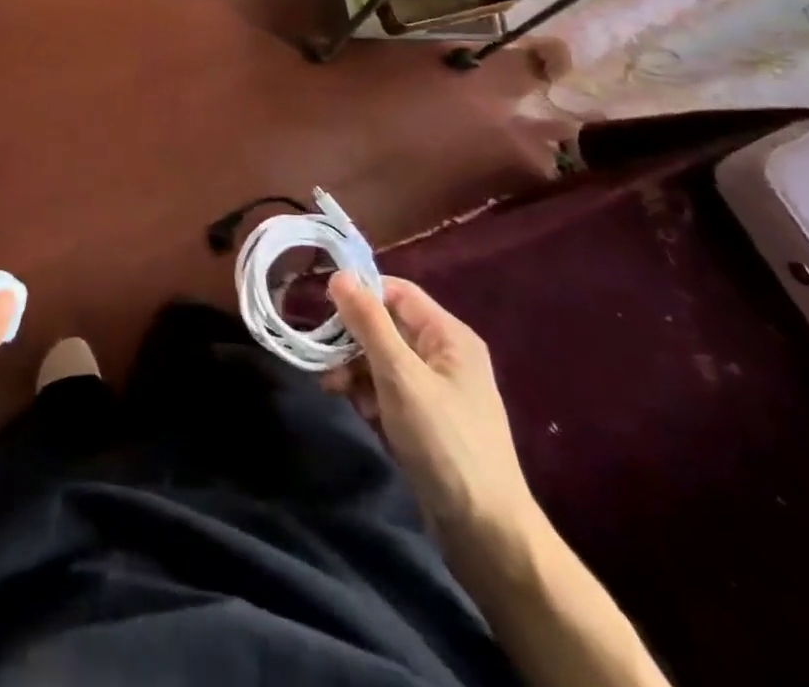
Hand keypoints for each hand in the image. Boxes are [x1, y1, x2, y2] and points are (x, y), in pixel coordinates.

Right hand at [325, 272, 538, 551]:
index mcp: (448, 335)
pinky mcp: (426, 421)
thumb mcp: (400, 376)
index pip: (397, 292)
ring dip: (354, 367)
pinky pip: (388, 390)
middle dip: (352, 336)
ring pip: (383, 359)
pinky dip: (367, 393)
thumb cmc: (444, 442)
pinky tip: (353, 406)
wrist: (486, 534)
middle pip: (388, 325)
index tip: (323, 306)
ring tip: (332, 385)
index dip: (361, 292)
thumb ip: (369, 323)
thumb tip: (339, 274)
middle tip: (322, 354)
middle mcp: (444, 355)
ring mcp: (436, 390)